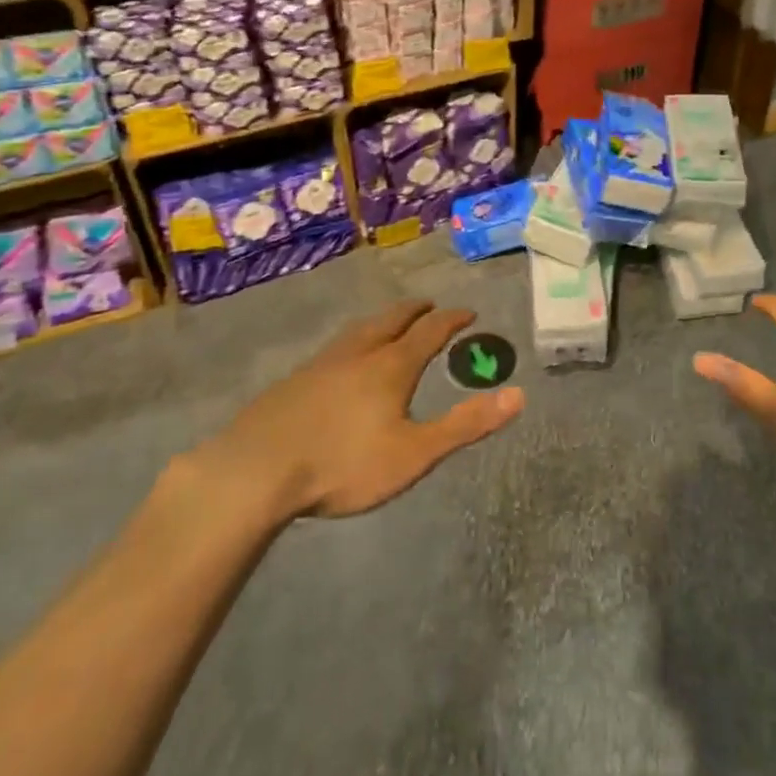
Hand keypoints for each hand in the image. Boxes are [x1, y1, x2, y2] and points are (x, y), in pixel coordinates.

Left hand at [190, 300, 523, 521]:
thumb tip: (518, 395)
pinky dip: (353, 341)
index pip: (430, 331)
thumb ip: (466, 425)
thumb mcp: (415, 452)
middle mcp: (359, 353)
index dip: (452, 319)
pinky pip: (335, 348)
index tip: (468, 312)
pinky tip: (342, 359)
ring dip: (382, 321)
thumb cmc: (344, 463)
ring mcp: (322, 363)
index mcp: (392, 365)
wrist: (256, 470)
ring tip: (389, 322)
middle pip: (392, 320)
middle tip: (429, 305)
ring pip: (359, 330)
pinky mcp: (294, 380)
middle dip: (415, 311)